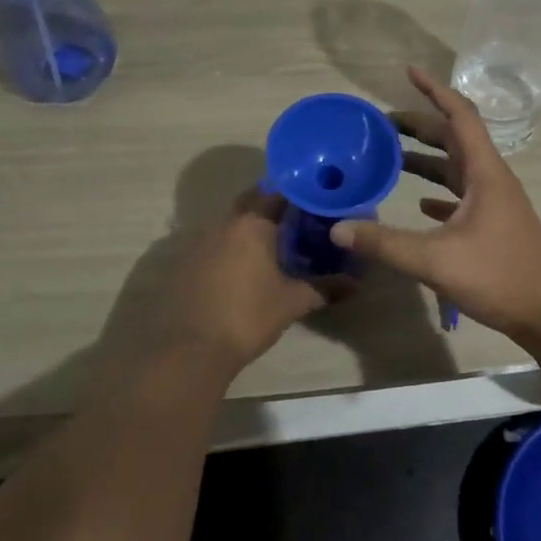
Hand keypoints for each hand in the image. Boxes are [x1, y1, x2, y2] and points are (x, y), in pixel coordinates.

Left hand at [106, 190, 326, 381]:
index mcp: (252, 222)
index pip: (278, 191)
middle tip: (297, 220)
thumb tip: (356, 284)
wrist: (188, 349)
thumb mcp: (292, 302)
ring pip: (231, 222)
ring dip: (250, 227)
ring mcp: (199, 241)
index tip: (314, 199)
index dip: (297, 192)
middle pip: (252, 201)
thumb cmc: (246, 316)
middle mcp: (224, 223)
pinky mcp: (184, 262)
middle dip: (273, 206)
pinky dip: (230, 247)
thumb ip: (324, 288)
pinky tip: (242, 267)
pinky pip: (214, 243)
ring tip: (273, 244)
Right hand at [332, 67, 540, 346]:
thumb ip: (385, 244)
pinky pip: (461, 196)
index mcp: (484, 172)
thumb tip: (338, 228)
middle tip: (383, 123)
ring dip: (427, 158)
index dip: (435, 90)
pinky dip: (439, 192)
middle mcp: (491, 179)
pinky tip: (419, 203)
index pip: (460, 115)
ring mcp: (494, 202)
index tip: (409, 72)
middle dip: (421, 125)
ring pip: (456, 167)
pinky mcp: (493, 225)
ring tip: (392, 156)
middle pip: (455, 138)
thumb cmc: (499, 276)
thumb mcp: (436, 261)